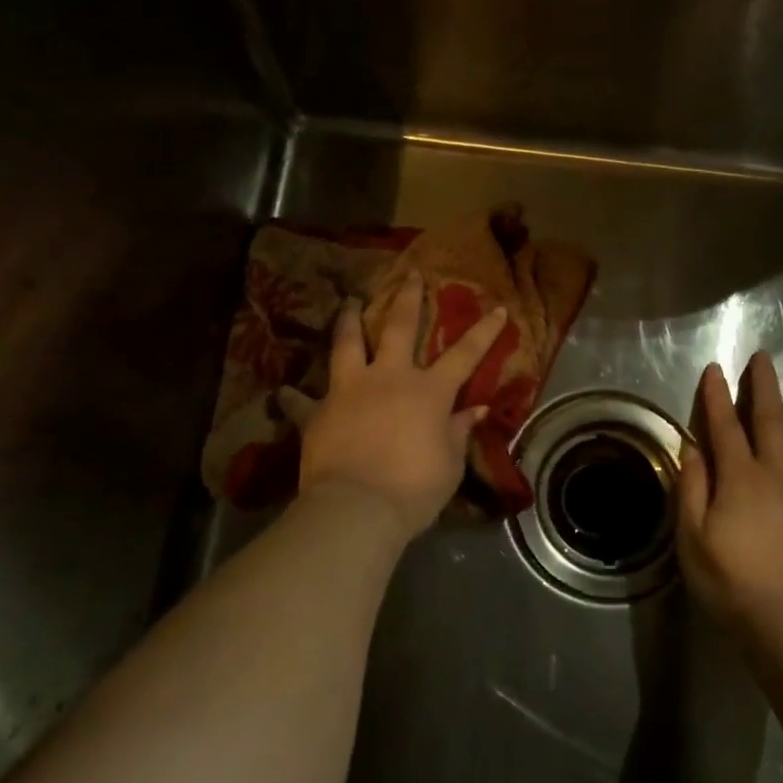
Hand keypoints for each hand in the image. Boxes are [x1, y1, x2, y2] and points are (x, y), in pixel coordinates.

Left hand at [279, 272, 507, 541]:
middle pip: (400, 328)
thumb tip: (477, 409)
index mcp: (428, 391)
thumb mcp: (450, 464)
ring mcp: (349, 390)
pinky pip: (302, 401)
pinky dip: (295, 396)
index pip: (464, 355)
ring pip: (347, 344)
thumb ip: (460, 431)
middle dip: (408, 299)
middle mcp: (389, 378)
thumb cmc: (414, 488)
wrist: (357, 508)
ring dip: (348, 320)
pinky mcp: (317, 412)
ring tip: (348, 302)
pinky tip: (285, 391)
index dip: (484, 331)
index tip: (498, 308)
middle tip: (410, 275)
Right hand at [676, 352, 782, 635]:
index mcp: (740, 477)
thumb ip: (692, 487)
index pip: (724, 425)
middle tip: (764, 358)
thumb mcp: (692, 535)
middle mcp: (776, 475)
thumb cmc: (730, 579)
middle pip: (769, 422)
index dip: (717, 395)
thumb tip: (693, 447)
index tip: (715, 368)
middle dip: (764, 388)